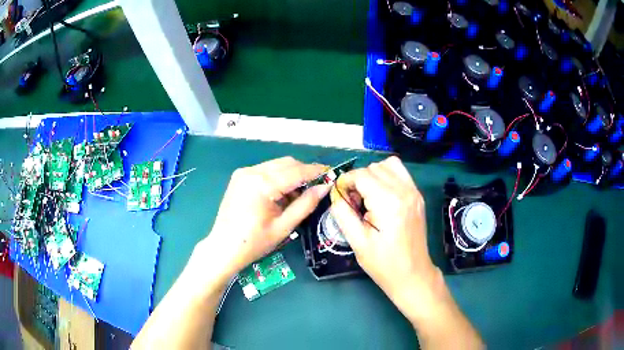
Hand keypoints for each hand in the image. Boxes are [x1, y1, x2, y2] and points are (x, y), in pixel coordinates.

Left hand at [196, 157, 329, 284]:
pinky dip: (278, 178)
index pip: (297, 171)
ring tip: (298, 196)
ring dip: (291, 175)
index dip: (316, 171)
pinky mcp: (239, 177)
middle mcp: (252, 171)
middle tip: (317, 187)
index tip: (332, 173)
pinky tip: (281, 195)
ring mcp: (244, 172)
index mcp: (262, 183)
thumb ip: (306, 203)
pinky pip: (265, 171)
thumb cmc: (254, 242)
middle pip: (287, 163)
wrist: (223, 248)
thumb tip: (325, 187)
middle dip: (304, 172)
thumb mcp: (284, 226)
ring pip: (276, 165)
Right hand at [330, 156, 440, 322]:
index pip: (362, 175)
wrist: (413, 274)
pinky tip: (381, 195)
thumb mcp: (358, 242)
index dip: (346, 182)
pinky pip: (400, 172)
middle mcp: (405, 191)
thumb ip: (343, 214)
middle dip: (358, 180)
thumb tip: (336, 194)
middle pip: (374, 168)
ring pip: (388, 165)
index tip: (340, 197)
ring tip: (367, 196)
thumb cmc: (384, 264)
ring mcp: (414, 192)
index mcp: (389, 203)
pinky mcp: (418, 196)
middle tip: (353, 202)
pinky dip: (387, 176)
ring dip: (373, 175)